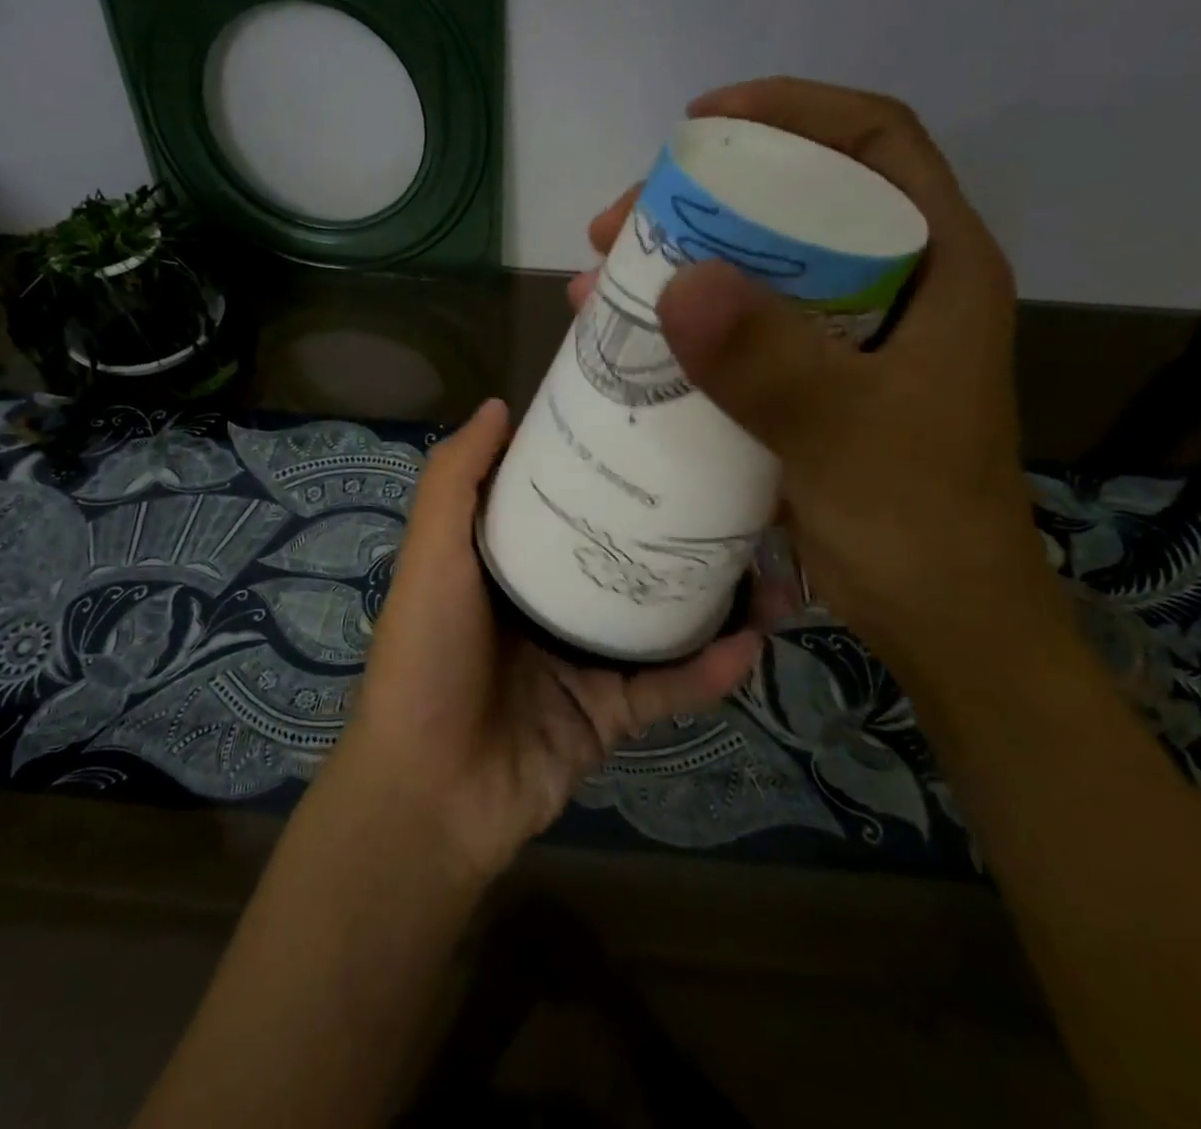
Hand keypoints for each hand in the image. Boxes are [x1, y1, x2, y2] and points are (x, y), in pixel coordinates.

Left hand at [333, 399, 765, 881]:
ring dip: (715, 600)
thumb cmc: (427, 658)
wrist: (431, 795)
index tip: (659, 430)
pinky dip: (709, 670)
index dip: (604, 466)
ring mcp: (583, 659)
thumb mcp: (431, 556)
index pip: (564, 499)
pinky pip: (668, 686)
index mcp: (508, 560)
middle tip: (741, 501)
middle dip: (678, 531)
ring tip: (774, 572)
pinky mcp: (610, 714)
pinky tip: (753, 642)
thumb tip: (499, 406)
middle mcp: (548, 601)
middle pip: (624, 555)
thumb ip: (454, 482)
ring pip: (659, 619)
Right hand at [574, 78, 1060, 685]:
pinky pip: (735, 331)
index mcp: (936, 267)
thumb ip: (772, 363)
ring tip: (600, 279)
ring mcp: (843, 339)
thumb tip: (679, 282)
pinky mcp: (804, 384)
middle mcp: (890, 288)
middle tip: (617, 222)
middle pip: (793, 204)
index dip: (792, 112)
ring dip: (675, 264)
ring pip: (753, 269)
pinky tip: (622, 337)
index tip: (702, 123)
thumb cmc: (918, 523)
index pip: (872, 144)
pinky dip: (678, 327)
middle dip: (700, 199)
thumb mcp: (848, 436)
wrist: (935, 619)